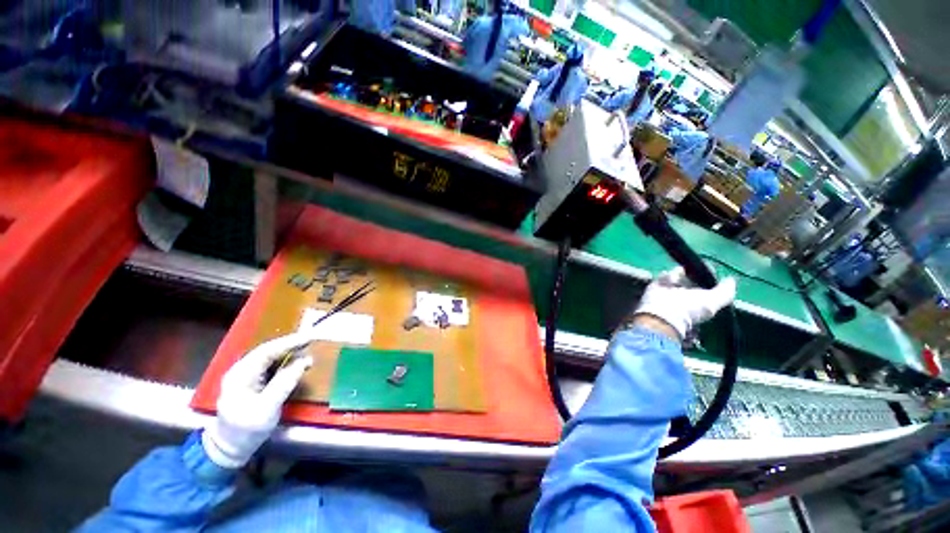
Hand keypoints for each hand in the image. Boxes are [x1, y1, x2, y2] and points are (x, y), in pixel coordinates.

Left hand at [202, 332, 313, 468]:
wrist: (228, 450)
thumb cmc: (246, 430)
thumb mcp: (267, 409)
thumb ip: (285, 383)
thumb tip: (305, 361)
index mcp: (240, 375)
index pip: (266, 351)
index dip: (289, 342)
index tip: (309, 337)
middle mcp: (240, 371)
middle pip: (267, 351)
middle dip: (290, 344)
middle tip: (311, 340)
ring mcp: (244, 376)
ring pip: (268, 357)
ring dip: (288, 351)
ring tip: (307, 347)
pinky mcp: (250, 382)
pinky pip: (269, 365)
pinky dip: (284, 360)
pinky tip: (294, 360)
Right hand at [632, 267, 735, 341]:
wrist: (662, 312)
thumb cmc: (688, 308)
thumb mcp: (712, 302)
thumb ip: (724, 292)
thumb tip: (730, 279)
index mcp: (700, 299)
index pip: (706, 284)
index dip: (709, 276)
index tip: (708, 269)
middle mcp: (686, 294)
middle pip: (692, 277)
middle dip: (693, 272)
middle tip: (693, 267)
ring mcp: (671, 289)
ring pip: (678, 274)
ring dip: (680, 273)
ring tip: (680, 275)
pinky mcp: (657, 285)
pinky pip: (665, 274)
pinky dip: (668, 275)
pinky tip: (670, 280)